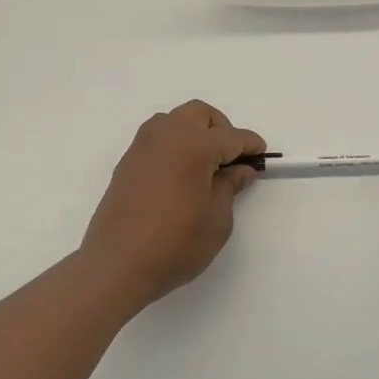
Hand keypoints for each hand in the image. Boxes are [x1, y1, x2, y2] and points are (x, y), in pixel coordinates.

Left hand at [80, 101, 265, 307]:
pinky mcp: (128, 162)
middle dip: (221, 130)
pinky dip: (175, 146)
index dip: (250, 146)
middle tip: (231, 160)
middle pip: (200, 115)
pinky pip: (158, 139)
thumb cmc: (175, 243)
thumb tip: (239, 169)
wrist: (117, 264)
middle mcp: (166, 135)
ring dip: (195, 133)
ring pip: (175, 121)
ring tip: (205, 166)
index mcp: (193, 145)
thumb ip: (230, 186)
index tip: (261, 157)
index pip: (231, 137)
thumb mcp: (217, 219)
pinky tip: (182, 175)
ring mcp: (142, 146)